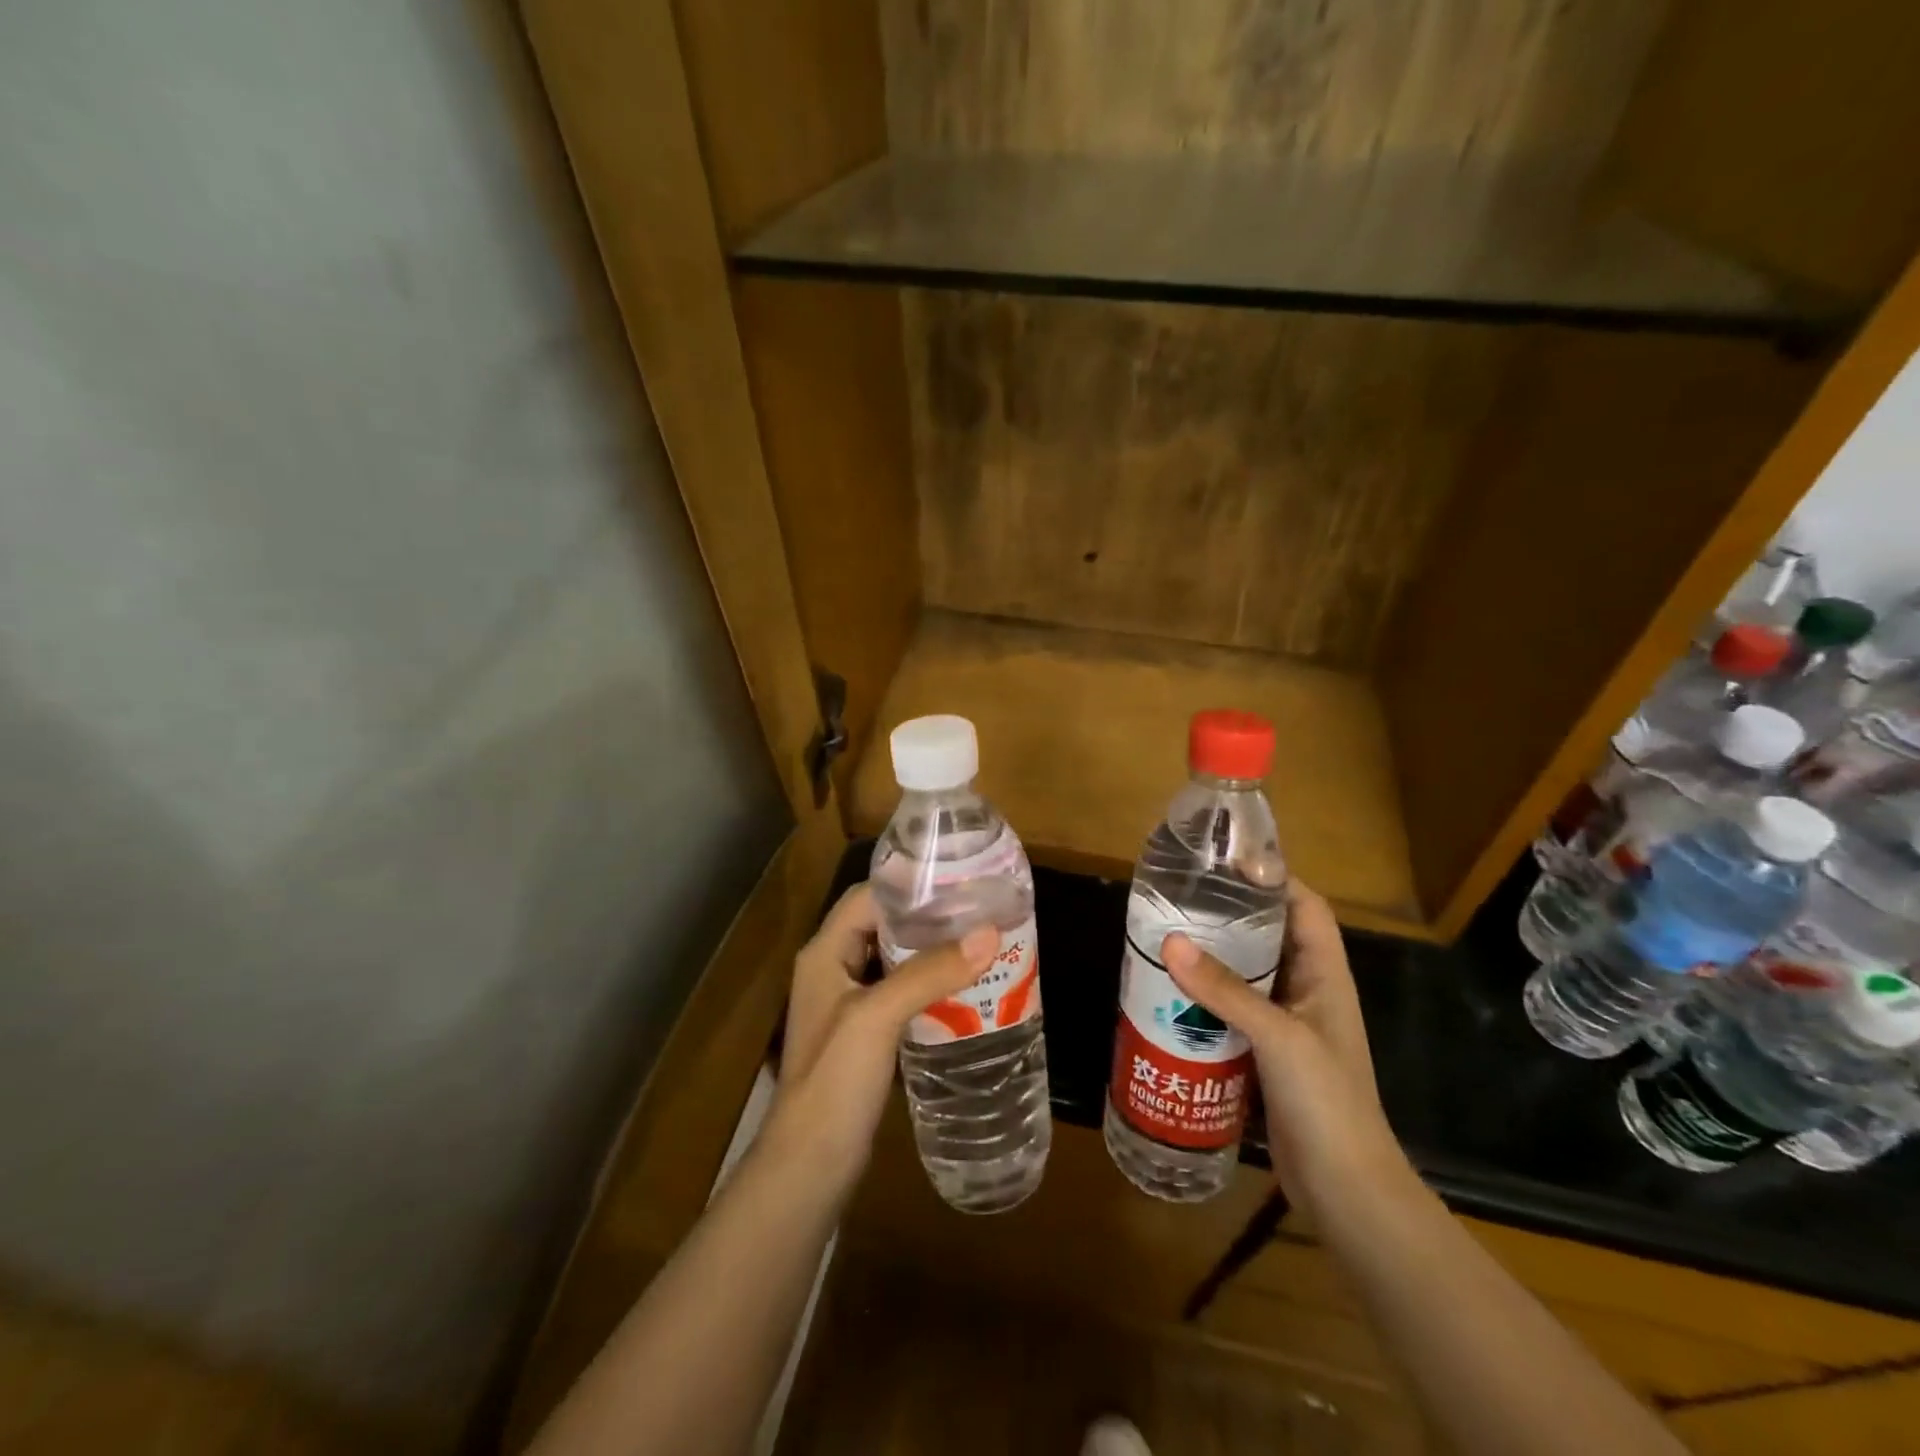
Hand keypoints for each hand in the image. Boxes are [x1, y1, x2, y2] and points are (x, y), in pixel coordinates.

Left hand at [769, 883, 996, 1186]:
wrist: (810, 1167)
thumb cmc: (834, 1082)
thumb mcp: (878, 1018)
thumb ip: (929, 973)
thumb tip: (989, 933)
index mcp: (825, 952)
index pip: (868, 897)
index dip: (909, 885)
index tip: (959, 880)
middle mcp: (834, 969)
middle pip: (884, 926)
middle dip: (929, 918)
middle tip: (980, 912)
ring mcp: (849, 1005)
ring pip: (895, 961)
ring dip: (932, 953)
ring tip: (981, 945)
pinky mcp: (865, 1036)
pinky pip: (901, 995)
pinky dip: (930, 987)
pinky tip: (965, 992)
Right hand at [1161, 881, 1407, 1215]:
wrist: (1347, 1191)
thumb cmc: (1327, 1102)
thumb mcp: (1278, 1038)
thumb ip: (1225, 990)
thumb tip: (1170, 942)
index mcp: (1325, 976)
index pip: (1305, 908)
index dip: (1274, 879)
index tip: (1226, 862)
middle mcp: (1307, 991)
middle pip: (1270, 936)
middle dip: (1231, 914)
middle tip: (1181, 897)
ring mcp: (1286, 1024)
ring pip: (1247, 973)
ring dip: (1213, 957)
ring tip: (1167, 937)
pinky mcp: (1265, 1053)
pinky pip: (1233, 1009)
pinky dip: (1206, 997)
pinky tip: (1171, 994)